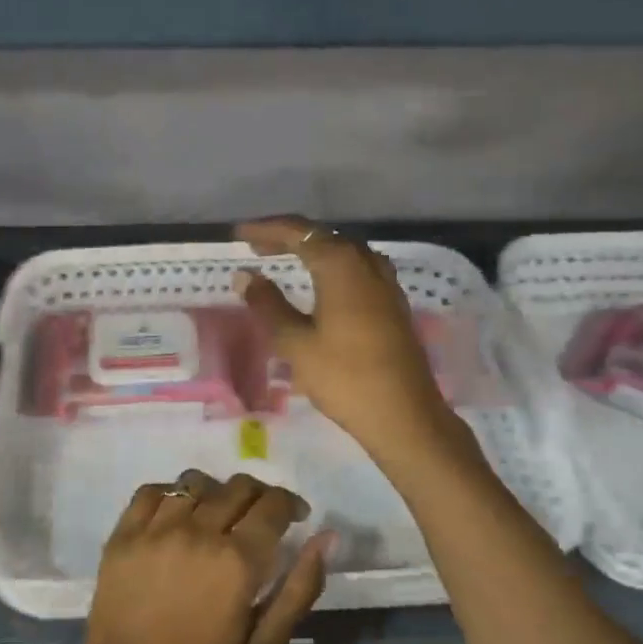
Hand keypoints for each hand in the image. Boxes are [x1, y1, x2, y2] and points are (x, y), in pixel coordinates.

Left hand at [83, 470, 331, 643]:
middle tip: (260, 518)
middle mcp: (197, 533)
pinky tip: (177, 514)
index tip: (296, 517)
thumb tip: (326, 538)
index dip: (291, 504)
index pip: (273, 505)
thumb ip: (299, 589)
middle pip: (238, 487)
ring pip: (195, 483)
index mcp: (237, 561)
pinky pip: (151, 492)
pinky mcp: (123, 536)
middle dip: (259, 496)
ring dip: (216, 492)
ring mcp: (156, 530)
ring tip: (218, 514)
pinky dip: (171, 494)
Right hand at [234, 215, 454, 459]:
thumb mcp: (296, 342)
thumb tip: (245, 276)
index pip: (298, 232)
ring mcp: (385, 283)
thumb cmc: (344, 377)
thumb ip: (268, 305)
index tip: (239, 233)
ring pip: (344, 251)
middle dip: (288, 237)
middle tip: (257, 247)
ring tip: (286, 260)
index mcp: (340, 265)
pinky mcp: (393, 303)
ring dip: (313, 250)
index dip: (266, 229)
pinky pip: (357, 269)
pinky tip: (322, 284)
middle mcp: (366, 263)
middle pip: (323, 235)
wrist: (403, 414)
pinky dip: (332, 266)